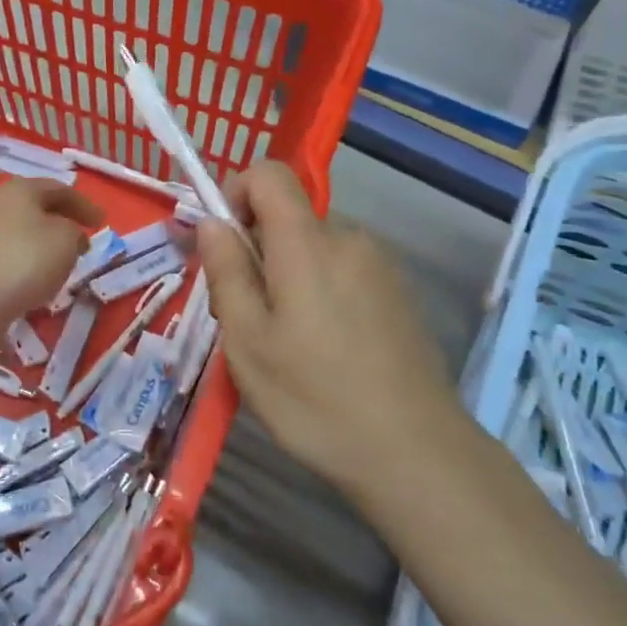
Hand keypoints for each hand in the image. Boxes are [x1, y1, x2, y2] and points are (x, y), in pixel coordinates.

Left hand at [0, 179, 103, 335]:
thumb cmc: (25, 260)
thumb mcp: (66, 239)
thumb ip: (74, 232)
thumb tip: (68, 236)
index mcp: (21, 190)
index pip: (60, 189)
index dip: (84, 204)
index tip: (102, 222)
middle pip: (37, 208)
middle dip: (63, 222)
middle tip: (83, 240)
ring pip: (23, 232)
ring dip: (45, 244)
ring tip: (63, 264)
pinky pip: (10, 255)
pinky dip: (28, 263)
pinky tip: (36, 281)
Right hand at [196, 161, 471, 502]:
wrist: (415, 452)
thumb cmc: (315, 398)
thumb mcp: (248, 342)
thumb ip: (227, 272)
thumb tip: (211, 221)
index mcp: (308, 243)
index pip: (270, 173)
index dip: (236, 192)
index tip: (224, 244)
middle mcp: (349, 239)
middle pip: (290, 216)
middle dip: (259, 249)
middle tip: (250, 315)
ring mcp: (380, 265)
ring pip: (316, 247)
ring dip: (290, 274)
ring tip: (289, 341)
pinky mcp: (398, 292)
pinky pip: (344, 270)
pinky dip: (321, 290)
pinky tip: (327, 349)